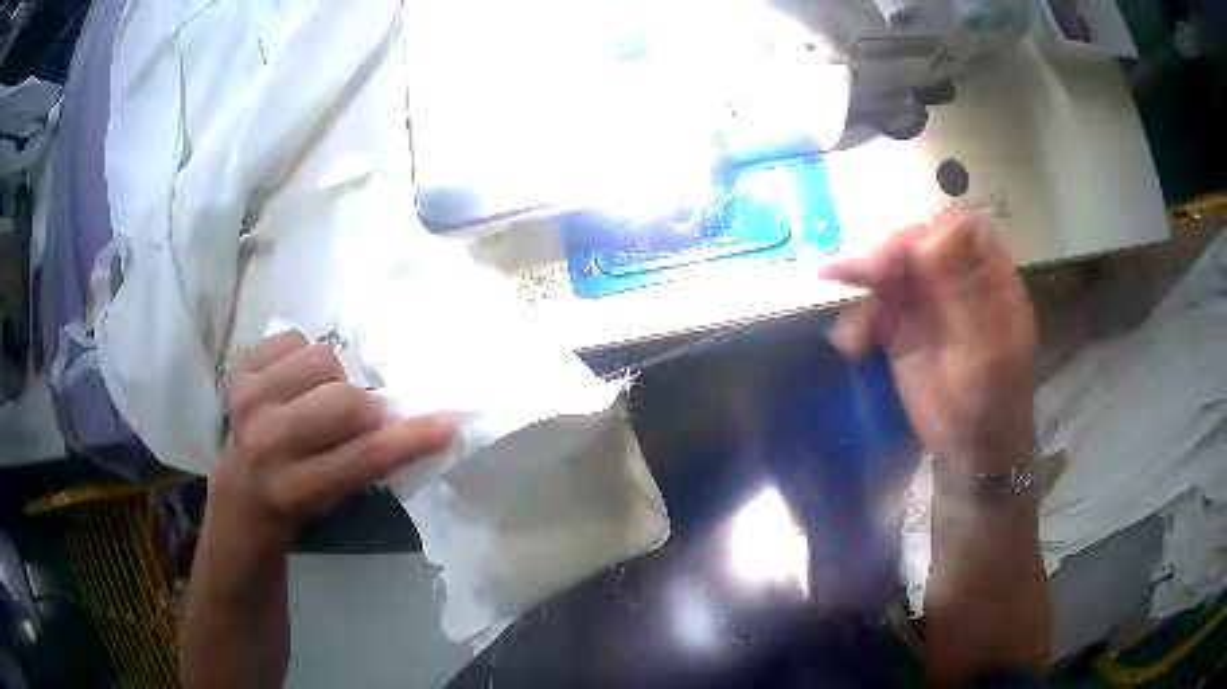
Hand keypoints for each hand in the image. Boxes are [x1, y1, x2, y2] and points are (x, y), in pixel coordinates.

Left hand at [207, 331, 454, 555]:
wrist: (241, 485)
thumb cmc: (300, 495)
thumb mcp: (337, 496)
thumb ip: (368, 460)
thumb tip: (409, 417)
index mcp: (296, 487)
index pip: (363, 457)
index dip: (409, 438)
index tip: (446, 423)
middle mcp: (266, 442)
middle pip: (343, 400)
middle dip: (363, 406)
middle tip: (356, 417)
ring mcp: (247, 400)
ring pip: (321, 359)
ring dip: (332, 378)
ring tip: (317, 397)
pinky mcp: (236, 370)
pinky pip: (294, 338)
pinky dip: (302, 356)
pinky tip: (291, 383)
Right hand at [819, 212, 1035, 477]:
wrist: (969, 455)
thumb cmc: (991, 404)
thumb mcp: (985, 351)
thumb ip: (961, 294)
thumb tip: (928, 236)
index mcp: (989, 281)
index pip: (962, 233)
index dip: (933, 233)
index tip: (907, 255)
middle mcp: (957, 283)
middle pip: (920, 245)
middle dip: (888, 252)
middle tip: (860, 270)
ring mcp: (928, 305)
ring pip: (891, 272)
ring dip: (861, 277)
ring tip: (829, 276)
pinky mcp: (902, 330)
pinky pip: (875, 310)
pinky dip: (858, 320)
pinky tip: (851, 341)